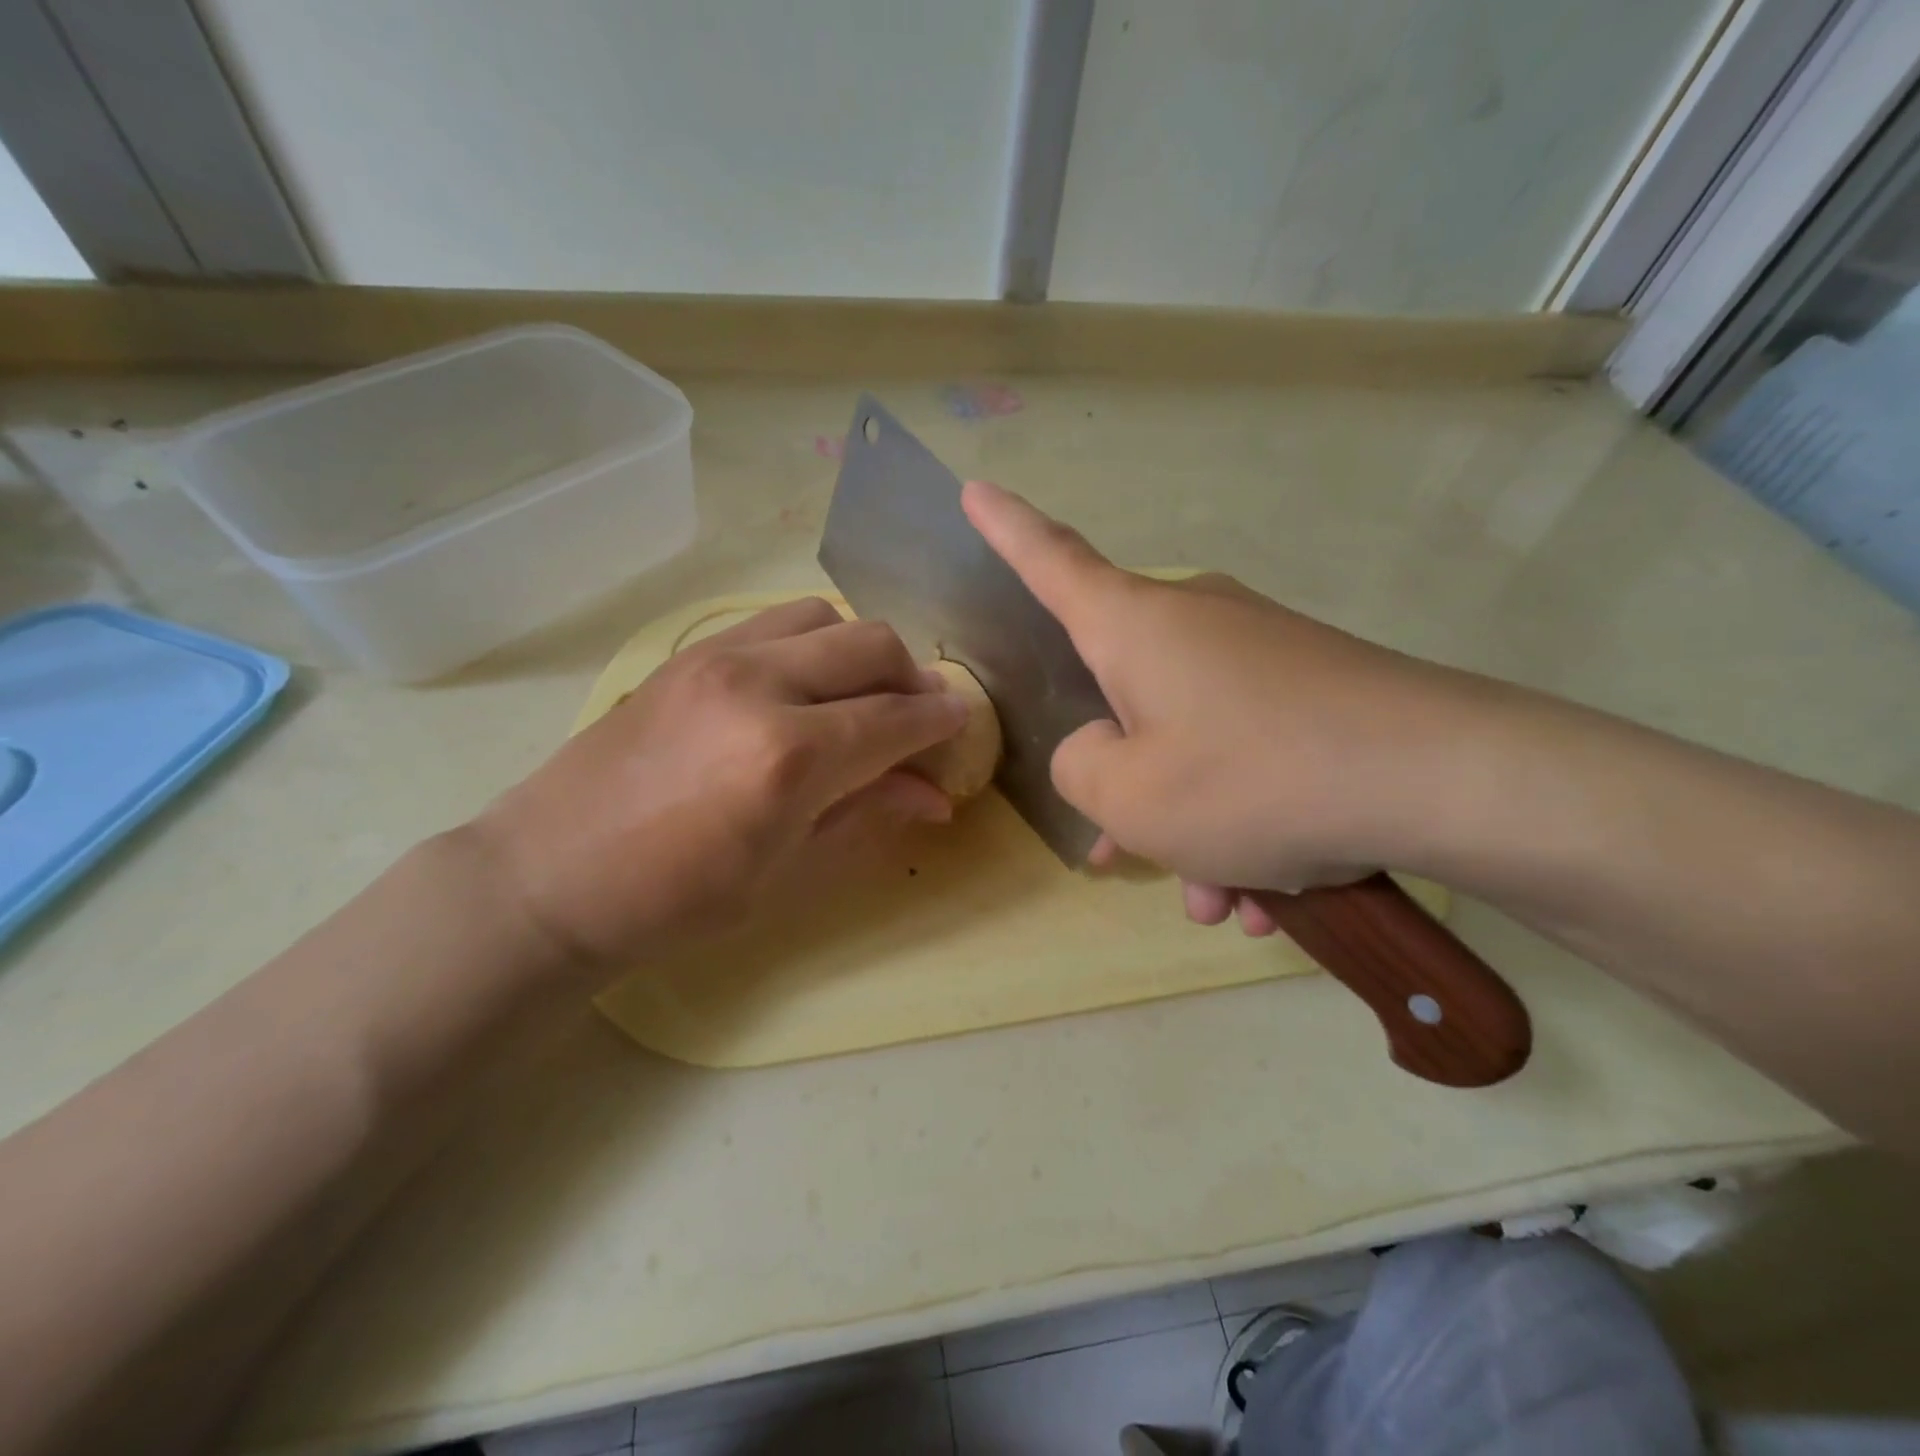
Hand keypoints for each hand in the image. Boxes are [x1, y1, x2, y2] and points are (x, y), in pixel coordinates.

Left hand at [471, 598, 964, 975]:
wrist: (551, 877)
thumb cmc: (677, 900)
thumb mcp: (787, 870)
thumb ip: (867, 813)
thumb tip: (935, 795)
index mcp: (790, 756)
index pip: (896, 718)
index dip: (941, 721)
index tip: (962, 726)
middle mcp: (760, 685)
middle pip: (871, 645)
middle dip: (912, 677)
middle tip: (917, 717)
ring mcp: (718, 656)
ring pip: (824, 616)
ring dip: (860, 651)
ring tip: (859, 696)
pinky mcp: (688, 652)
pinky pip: (773, 621)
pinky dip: (810, 642)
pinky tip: (804, 685)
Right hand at [963, 481, 1487, 925]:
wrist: (1443, 779)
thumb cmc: (1253, 778)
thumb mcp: (1130, 797)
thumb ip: (1080, 770)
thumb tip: (1099, 750)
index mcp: (1134, 627)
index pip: (1051, 561)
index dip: (1006, 529)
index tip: (975, 489)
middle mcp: (1194, 625)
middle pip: (1125, 697)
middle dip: (1123, 783)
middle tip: (1126, 859)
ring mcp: (1260, 657)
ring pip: (1193, 745)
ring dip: (1195, 828)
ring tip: (1225, 901)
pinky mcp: (1314, 693)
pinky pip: (1250, 757)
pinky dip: (1248, 823)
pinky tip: (1276, 895)